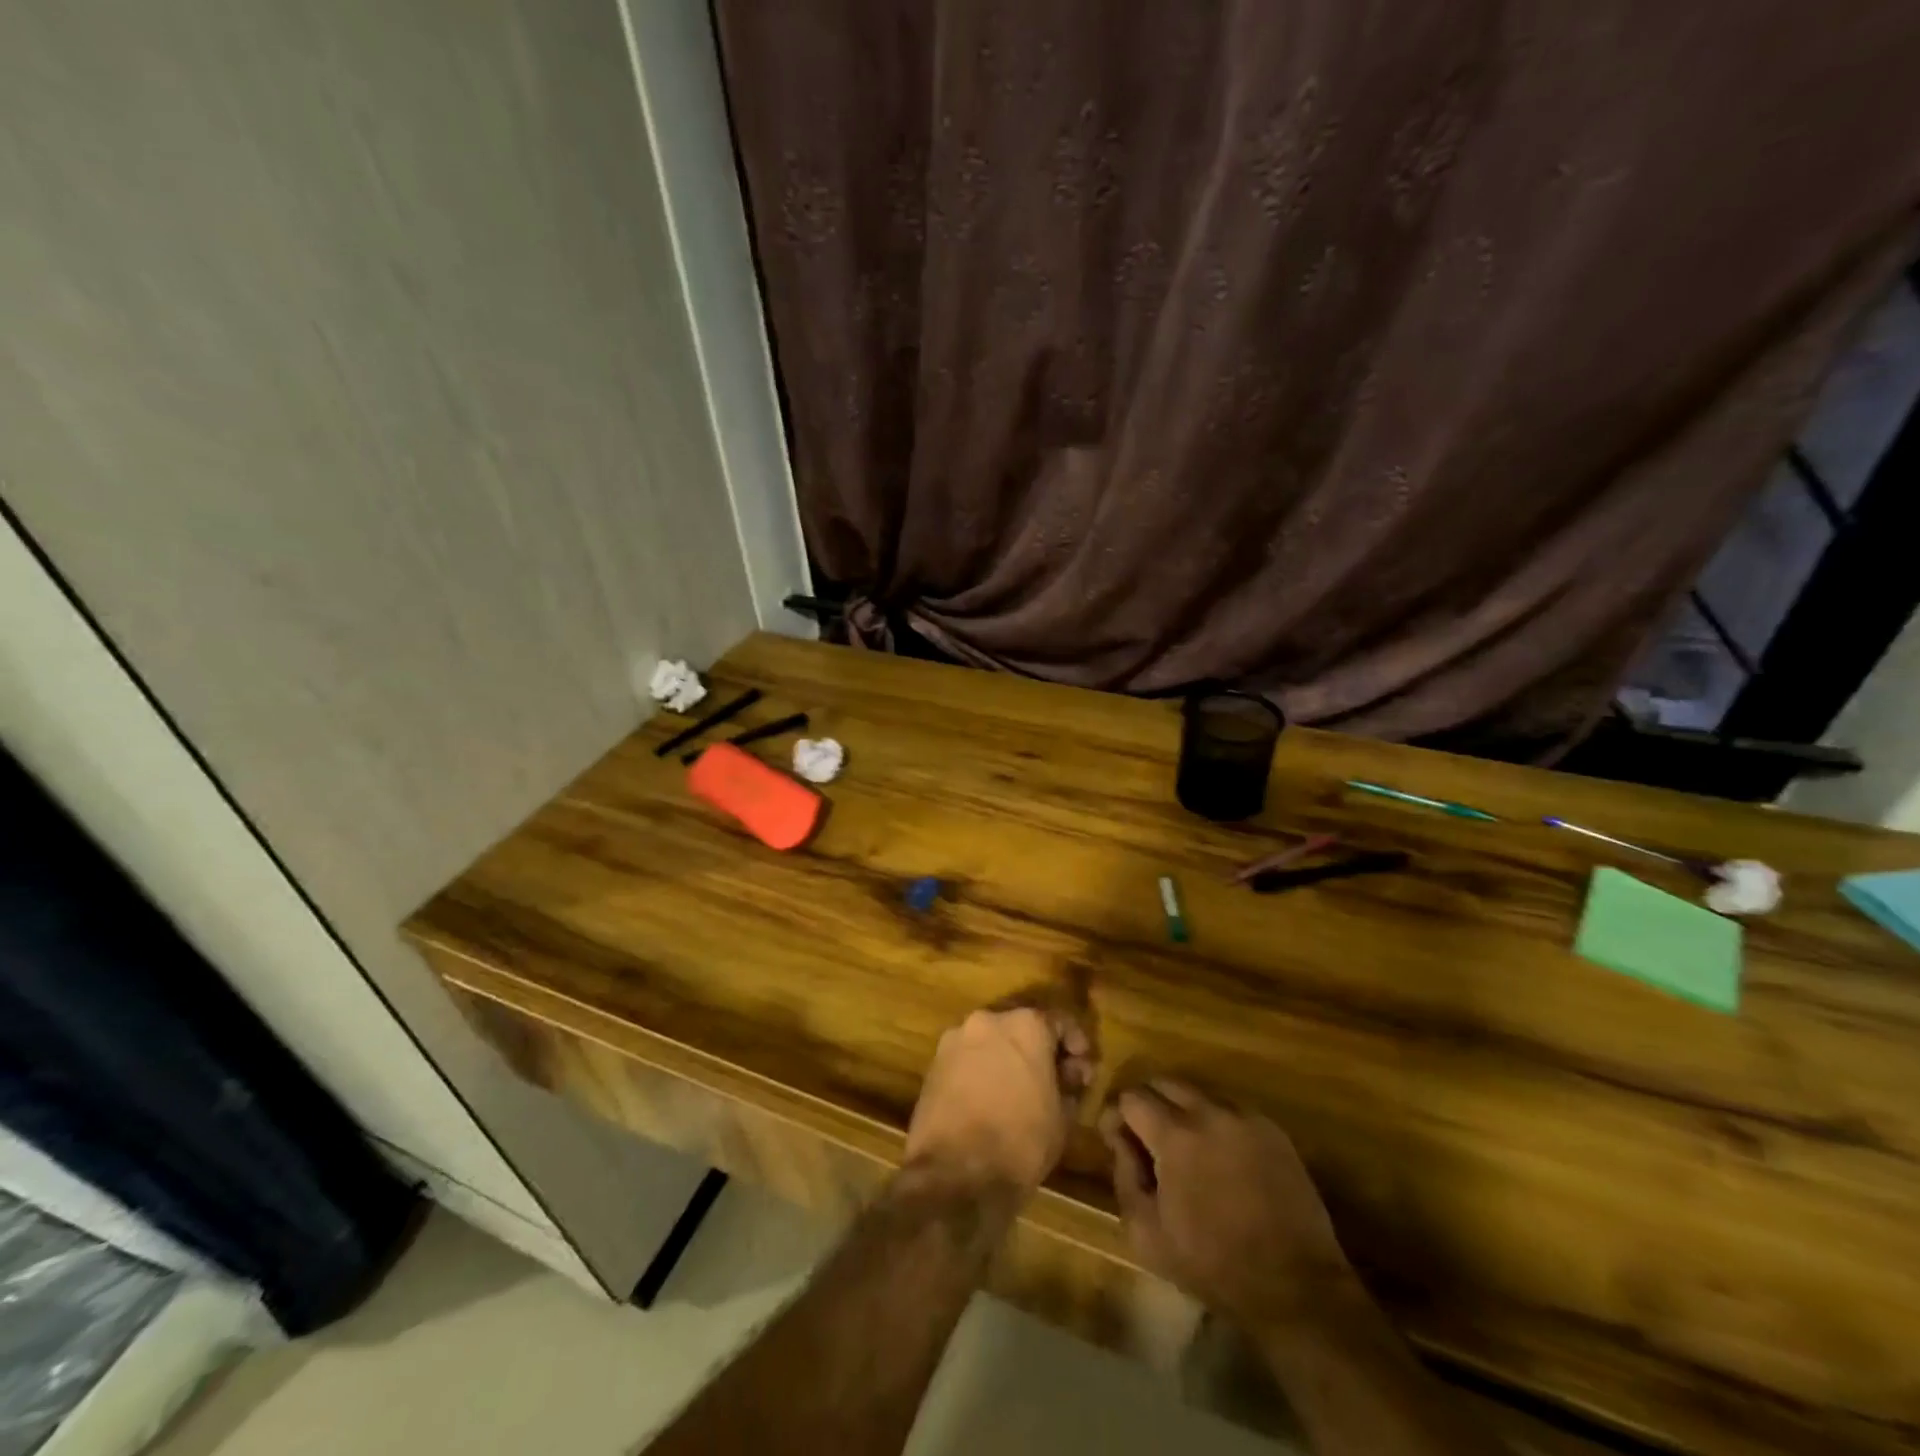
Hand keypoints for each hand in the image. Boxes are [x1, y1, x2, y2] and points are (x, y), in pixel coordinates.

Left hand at [904, 1007, 1093, 1192]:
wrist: (956, 1172)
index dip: (1075, 1044)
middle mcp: (987, 1020)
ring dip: (1007, 1058)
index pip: (1059, 1021)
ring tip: (1018, 1091)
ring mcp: (955, 1039)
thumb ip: (1068, 1084)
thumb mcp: (1062, 1116)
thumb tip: (1067, 1076)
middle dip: (1038, 1049)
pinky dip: (982, 1070)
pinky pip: (967, 1058)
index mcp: (1025, 1025)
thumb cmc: (1021, 1141)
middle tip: (1052, 1079)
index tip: (1081, 1069)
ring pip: (991, 1041)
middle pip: (1020, 1026)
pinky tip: (990, 1099)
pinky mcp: (934, 1063)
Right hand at [1101, 1080, 1352, 1330]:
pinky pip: (1230, 1109)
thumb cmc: (1213, 1265)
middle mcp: (1209, 1112)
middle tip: (1145, 1137)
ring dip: (1181, 1110)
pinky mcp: (1272, 1130)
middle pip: (1164, 1082)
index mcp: (1175, 1134)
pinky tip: (1218, 1156)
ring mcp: (1245, 1117)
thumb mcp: (1148, 1233)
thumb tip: (1118, 1137)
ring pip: (1198, 1092)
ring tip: (1183, 1146)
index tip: (1116, 1138)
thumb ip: (1124, 1175)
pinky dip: (1214, 1122)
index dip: (1117, 1114)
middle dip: (1147, 1103)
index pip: (1132, 1096)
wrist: (1295, 1287)